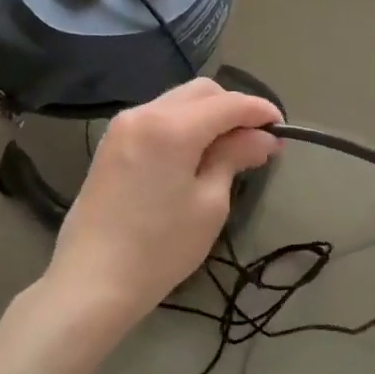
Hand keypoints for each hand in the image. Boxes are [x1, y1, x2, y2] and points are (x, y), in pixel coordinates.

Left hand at [44, 79, 281, 335]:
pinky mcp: (111, 145)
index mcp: (171, 127)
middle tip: (256, 143)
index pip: (228, 104)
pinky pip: (156, 119)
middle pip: (200, 92)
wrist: (92, 280)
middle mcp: (144, 113)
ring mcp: (122, 127)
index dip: (259, 111)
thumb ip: (234, 158)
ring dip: (207, 117)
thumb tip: (262, 138)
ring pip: (176, 103)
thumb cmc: (160, 247)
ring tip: (229, 151)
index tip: (282, 129)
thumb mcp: (209, 204)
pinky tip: (195, 155)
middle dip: (233, 109)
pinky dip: (183, 127)